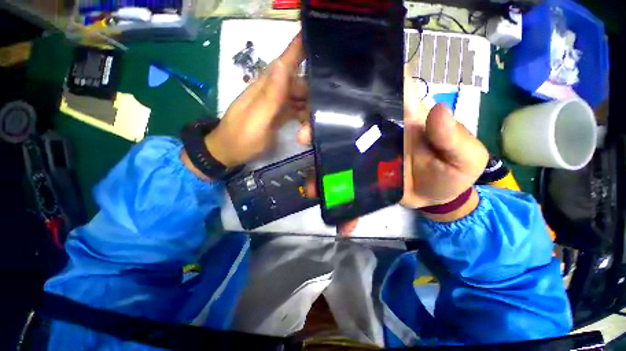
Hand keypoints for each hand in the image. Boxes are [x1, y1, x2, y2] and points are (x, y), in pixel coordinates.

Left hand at [202, 34, 304, 168]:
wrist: (229, 152)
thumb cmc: (242, 137)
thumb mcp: (256, 119)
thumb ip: (270, 95)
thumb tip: (282, 65)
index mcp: (265, 87)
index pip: (284, 62)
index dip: (298, 49)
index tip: (316, 36)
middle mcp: (272, 91)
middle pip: (298, 82)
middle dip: (312, 92)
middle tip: (323, 107)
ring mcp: (276, 103)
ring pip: (299, 97)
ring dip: (309, 108)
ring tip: (312, 125)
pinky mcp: (278, 114)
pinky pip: (296, 109)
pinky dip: (303, 116)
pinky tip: (307, 127)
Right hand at [297, 70, 488, 230]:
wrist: (437, 199)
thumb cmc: (452, 174)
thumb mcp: (462, 157)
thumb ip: (453, 136)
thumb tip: (438, 110)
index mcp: (404, 117)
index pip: (382, 91)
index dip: (359, 84)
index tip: (334, 88)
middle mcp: (380, 131)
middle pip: (348, 121)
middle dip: (324, 125)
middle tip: (306, 136)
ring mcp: (367, 153)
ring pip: (338, 151)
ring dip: (321, 162)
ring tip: (310, 178)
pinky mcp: (362, 172)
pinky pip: (344, 179)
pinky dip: (336, 192)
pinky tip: (328, 204)